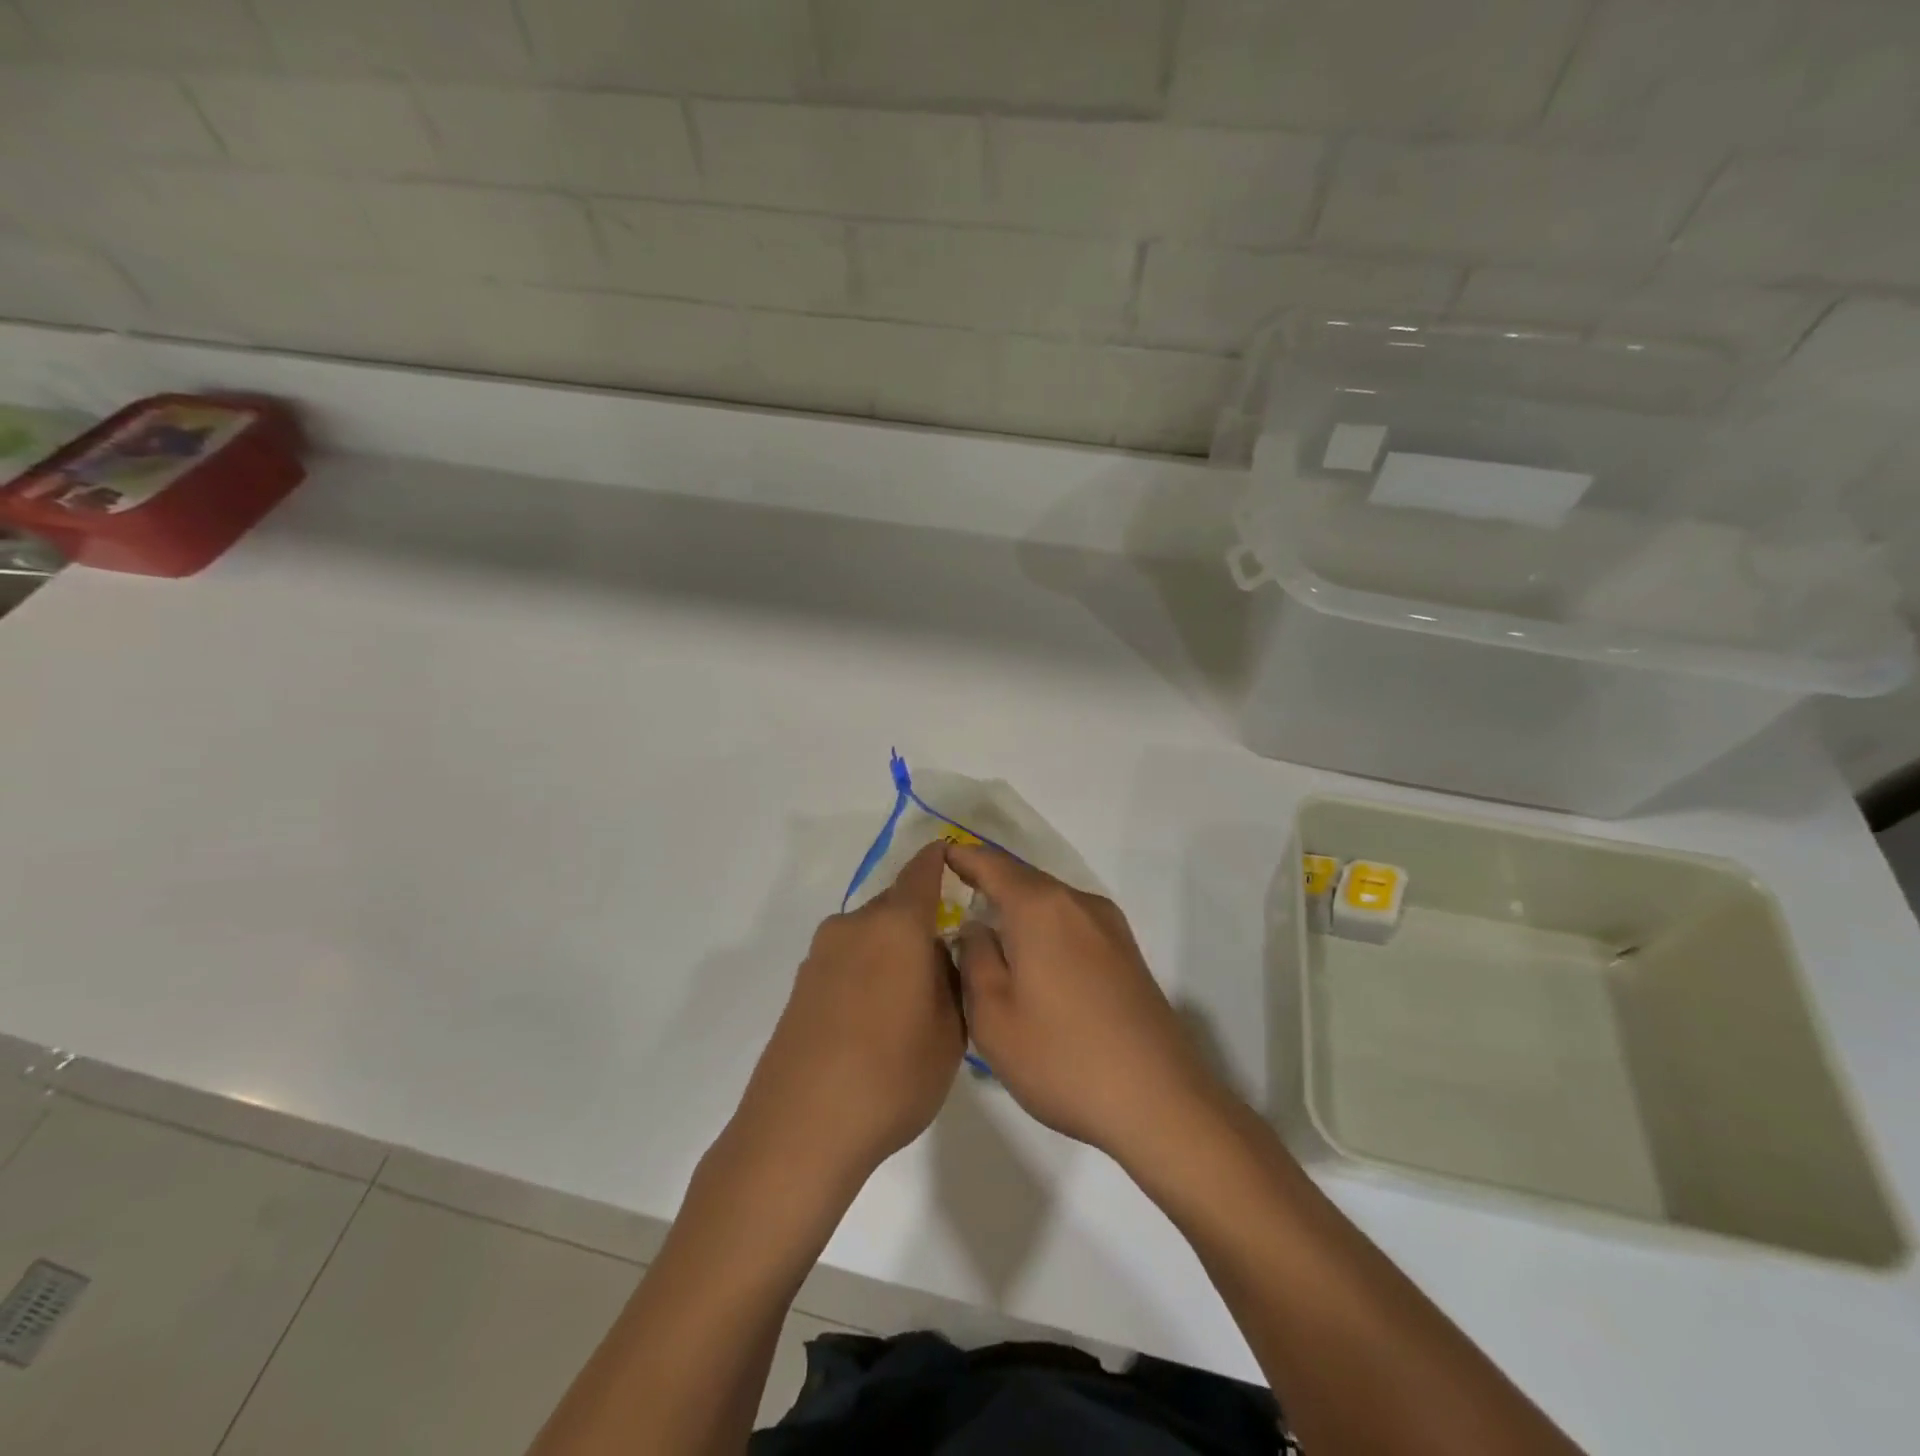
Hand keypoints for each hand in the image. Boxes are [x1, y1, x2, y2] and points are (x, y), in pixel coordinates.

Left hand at [735, 842, 965, 1177]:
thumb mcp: (949, 1031)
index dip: (941, 860)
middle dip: (921, 922)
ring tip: (909, 1002)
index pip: (922, 871)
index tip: (956, 862)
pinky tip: (873, 1020)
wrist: (800, 1129)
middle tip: (944, 964)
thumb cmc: (891, 1076)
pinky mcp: (801, 984)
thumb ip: (952, 979)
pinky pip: (846, 960)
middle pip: (895, 905)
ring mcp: (821, 954)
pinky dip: (866, 972)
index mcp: (896, 925)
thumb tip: (939, 952)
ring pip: (870, 934)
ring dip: (892, 951)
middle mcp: (854, 926)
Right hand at [945, 843, 1224, 1166]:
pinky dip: (1045, 929)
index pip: (992, 864)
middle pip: (1025, 880)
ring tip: (988, 931)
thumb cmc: (1062, 1058)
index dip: (963, 857)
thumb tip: (977, 928)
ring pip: (1051, 903)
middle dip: (989, 883)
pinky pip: (1073, 924)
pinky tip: (1033, 961)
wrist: (1159, 1102)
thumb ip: (975, 958)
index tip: (938, 857)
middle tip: (954, 898)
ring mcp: (1110, 927)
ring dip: (1019, 909)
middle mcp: (1079, 903)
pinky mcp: (1127, 954)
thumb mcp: (994, 1016)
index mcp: (1041, 908)